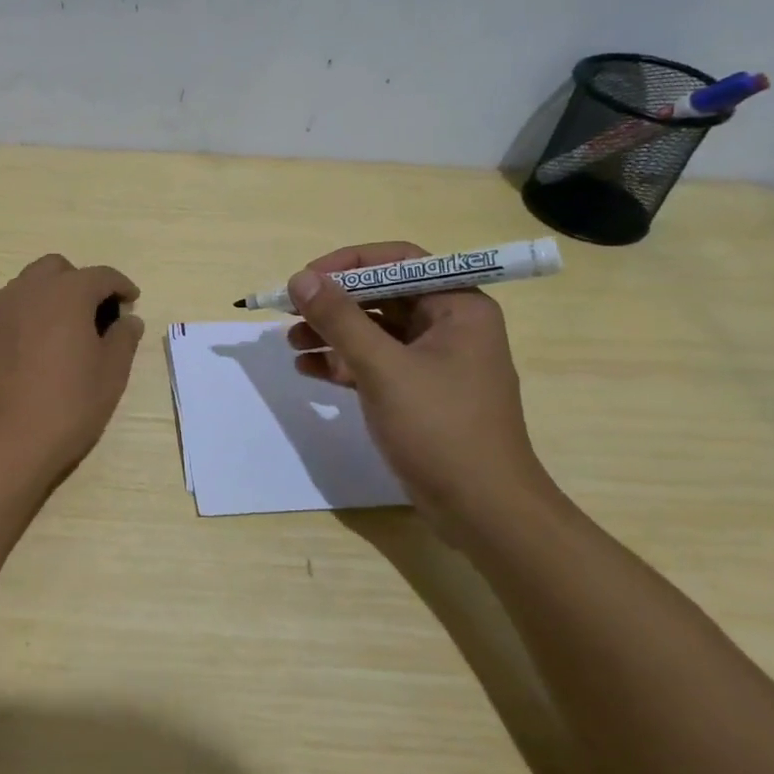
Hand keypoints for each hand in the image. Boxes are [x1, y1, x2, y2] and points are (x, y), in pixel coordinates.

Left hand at [0, 253, 144, 500]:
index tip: (131, 301)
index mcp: (66, 294)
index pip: (101, 276)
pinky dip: (29, 314)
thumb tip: (129, 320)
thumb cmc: (64, 408)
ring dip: (52, 295)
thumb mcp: (110, 376)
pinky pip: (10, 308)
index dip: (121, 286)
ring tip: (66, 331)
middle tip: (96, 314)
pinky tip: (37, 348)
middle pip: (58, 269)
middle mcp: (29, 291)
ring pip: (29, 285)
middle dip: (81, 282)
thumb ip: (123, 340)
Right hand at [286, 242, 554, 539]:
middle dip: (334, 302)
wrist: (483, 512)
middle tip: (289, 311)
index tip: (307, 278)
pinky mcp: (418, 392)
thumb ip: (339, 319)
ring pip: (374, 330)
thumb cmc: (441, 429)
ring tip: (291, 343)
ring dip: (332, 332)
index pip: (399, 261)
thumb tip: (300, 278)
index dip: (349, 263)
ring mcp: (433, 361)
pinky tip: (307, 368)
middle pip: (382, 295)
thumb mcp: (383, 368)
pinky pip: (374, 362)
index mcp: (457, 306)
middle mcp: (449, 325)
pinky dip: (342, 362)